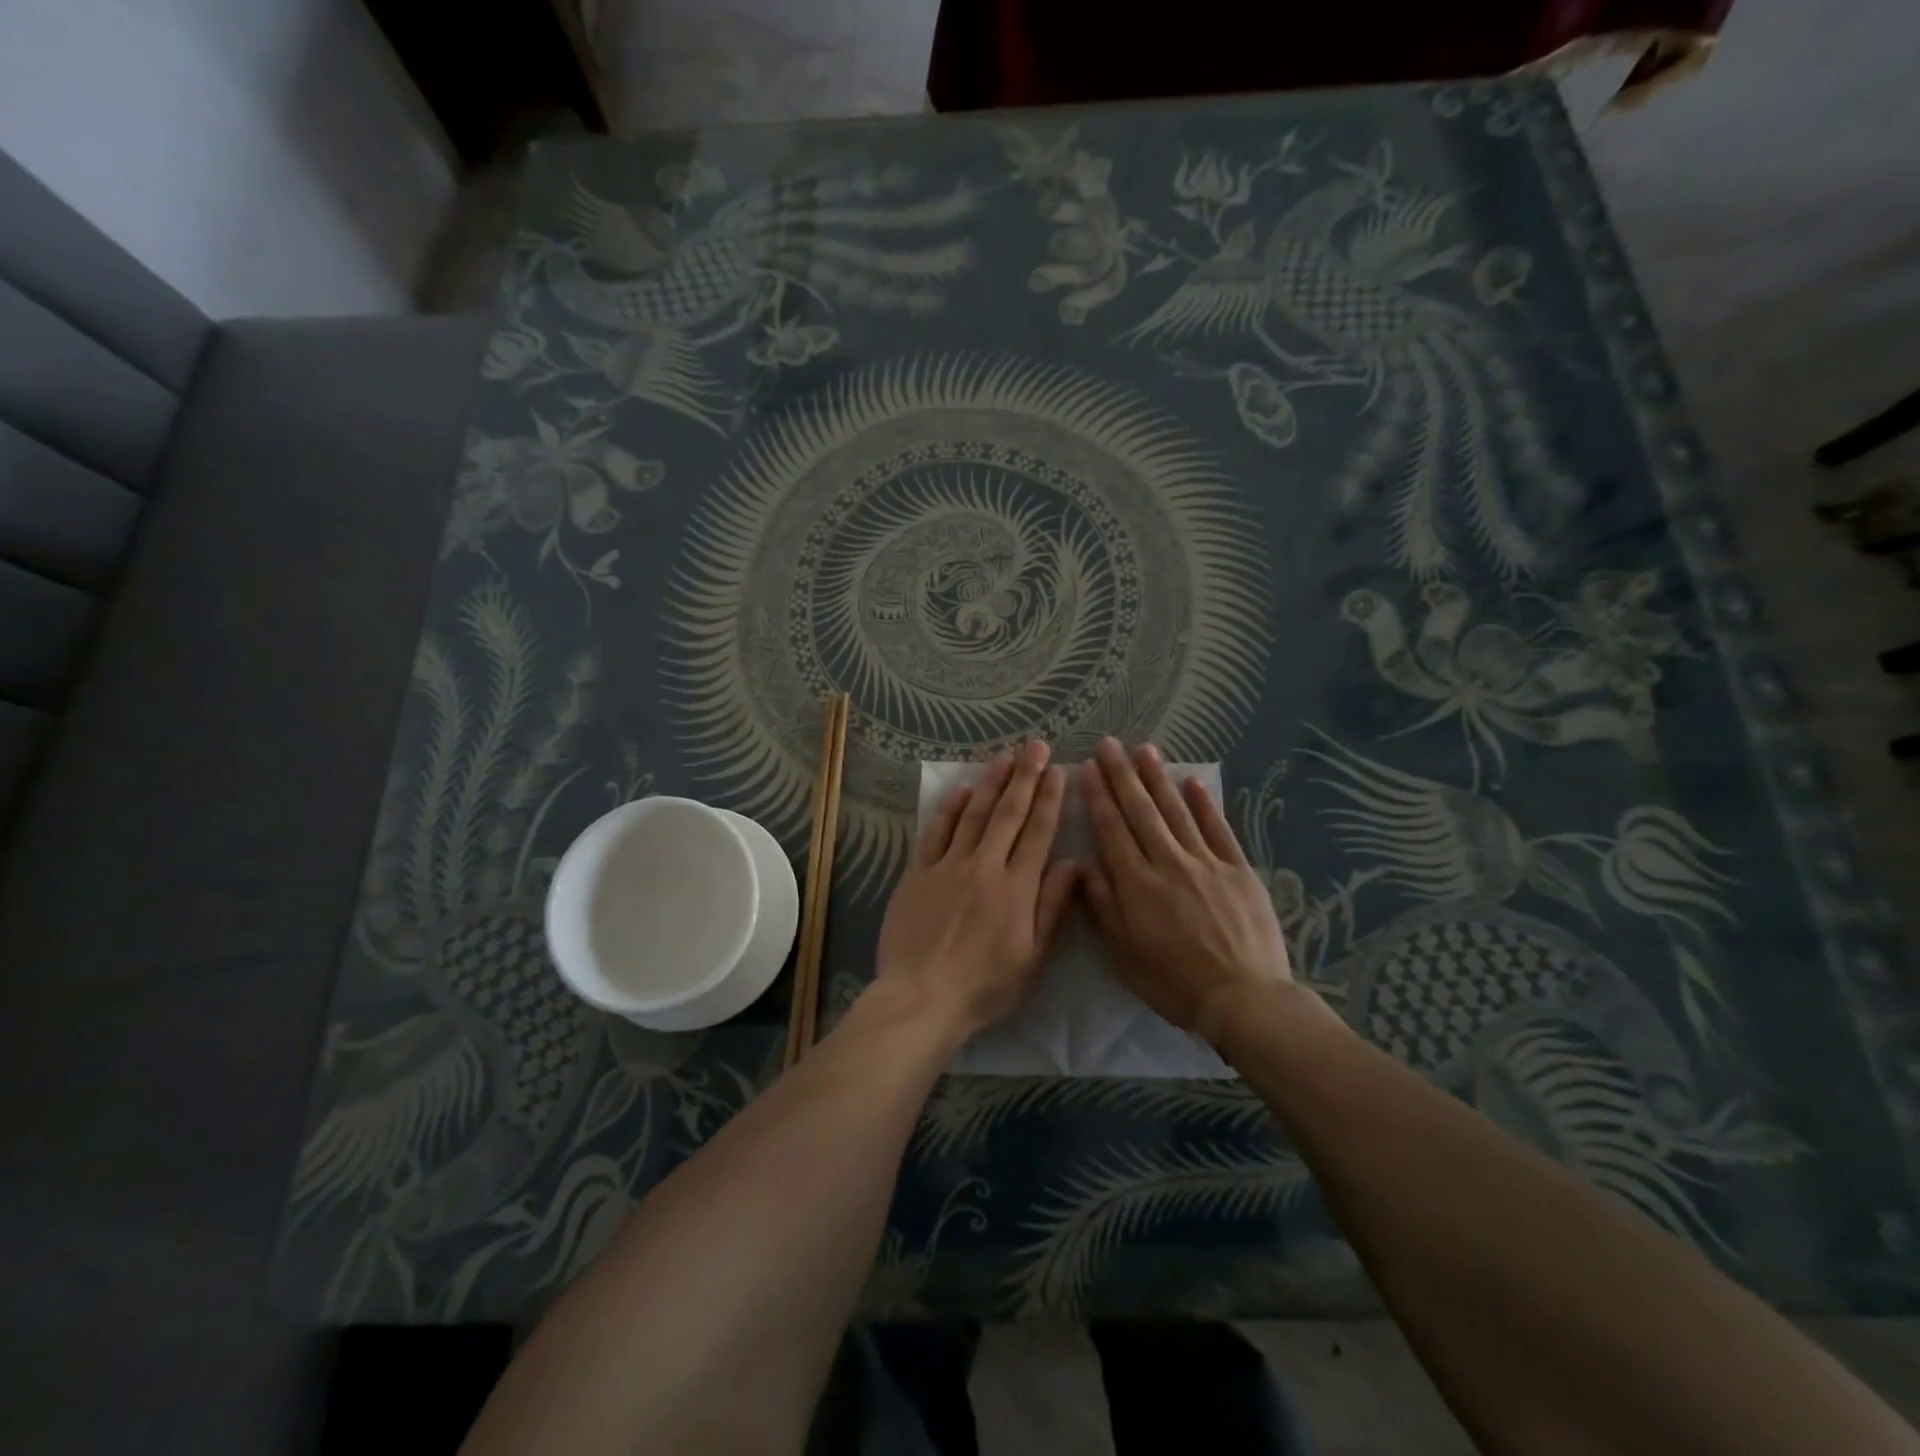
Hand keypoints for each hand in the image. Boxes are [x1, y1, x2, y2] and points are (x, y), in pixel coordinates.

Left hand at [874, 739, 1078, 1040]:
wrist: (922, 998)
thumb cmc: (985, 987)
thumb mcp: (1033, 958)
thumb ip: (1054, 907)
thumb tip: (1076, 864)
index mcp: (1017, 888)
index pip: (1038, 832)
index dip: (1049, 798)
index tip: (1059, 770)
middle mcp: (985, 866)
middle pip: (1008, 813)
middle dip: (1025, 776)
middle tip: (1036, 745)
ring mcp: (948, 866)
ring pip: (974, 814)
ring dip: (990, 782)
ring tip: (1004, 756)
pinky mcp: (918, 873)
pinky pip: (937, 832)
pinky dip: (950, 808)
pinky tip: (961, 790)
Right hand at [1082, 738, 1307, 1038]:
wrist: (1243, 999)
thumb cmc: (1174, 982)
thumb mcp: (1124, 954)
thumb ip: (1103, 906)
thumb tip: (1083, 863)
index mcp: (1136, 884)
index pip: (1111, 829)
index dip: (1098, 796)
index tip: (1087, 768)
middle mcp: (1167, 863)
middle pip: (1140, 811)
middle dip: (1121, 775)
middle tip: (1109, 744)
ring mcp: (1206, 863)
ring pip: (1176, 812)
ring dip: (1158, 779)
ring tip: (1144, 749)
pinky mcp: (1238, 870)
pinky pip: (1218, 829)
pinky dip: (1204, 804)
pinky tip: (1192, 782)